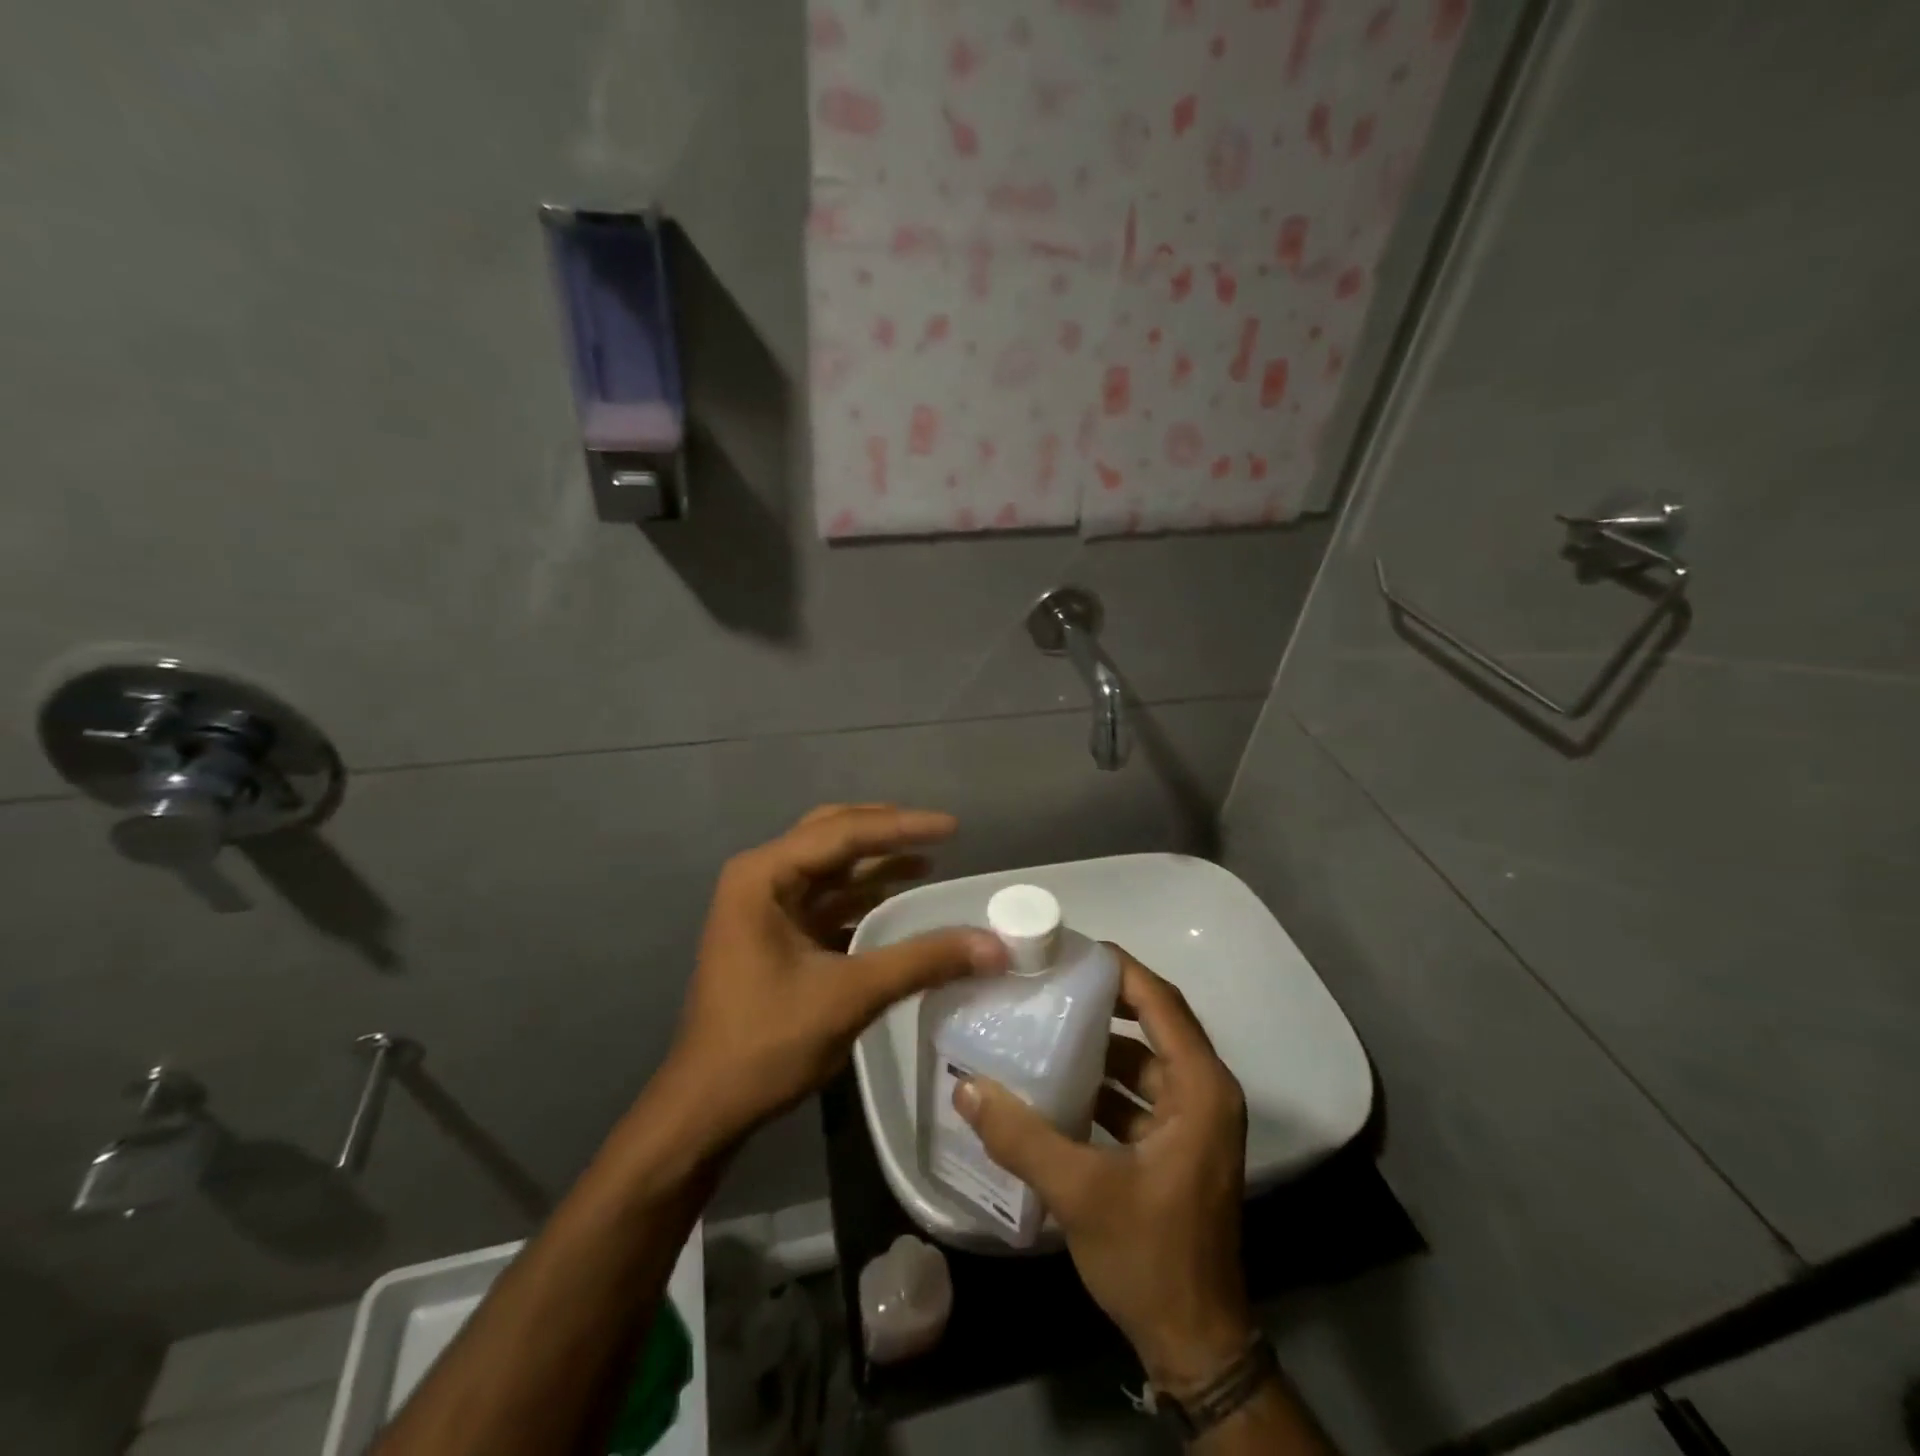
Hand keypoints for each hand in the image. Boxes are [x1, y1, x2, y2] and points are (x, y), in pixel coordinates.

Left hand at [666, 804, 1005, 1146]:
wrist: (707, 1107)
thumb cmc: (767, 1043)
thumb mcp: (850, 996)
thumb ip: (922, 961)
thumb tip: (996, 945)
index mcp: (763, 876)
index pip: (843, 832)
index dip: (902, 827)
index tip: (953, 827)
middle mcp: (759, 877)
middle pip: (832, 835)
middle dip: (886, 832)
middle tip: (938, 833)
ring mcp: (764, 905)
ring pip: (829, 866)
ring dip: (877, 863)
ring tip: (929, 860)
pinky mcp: (774, 933)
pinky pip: (826, 898)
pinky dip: (863, 895)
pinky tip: (898, 900)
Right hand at [954, 950, 1253, 1392]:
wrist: (1193, 1345)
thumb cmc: (1150, 1256)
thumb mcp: (1080, 1192)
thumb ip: (1022, 1135)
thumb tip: (966, 1087)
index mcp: (1200, 1089)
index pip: (1161, 1003)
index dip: (1120, 970)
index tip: (1072, 950)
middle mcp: (1204, 1094)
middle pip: (1153, 1024)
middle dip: (1103, 1002)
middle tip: (1050, 981)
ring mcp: (1192, 1122)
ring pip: (1143, 1061)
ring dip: (1099, 1045)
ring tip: (1044, 1023)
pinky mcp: (1177, 1147)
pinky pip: (1137, 1095)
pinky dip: (1102, 1085)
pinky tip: (1055, 1083)